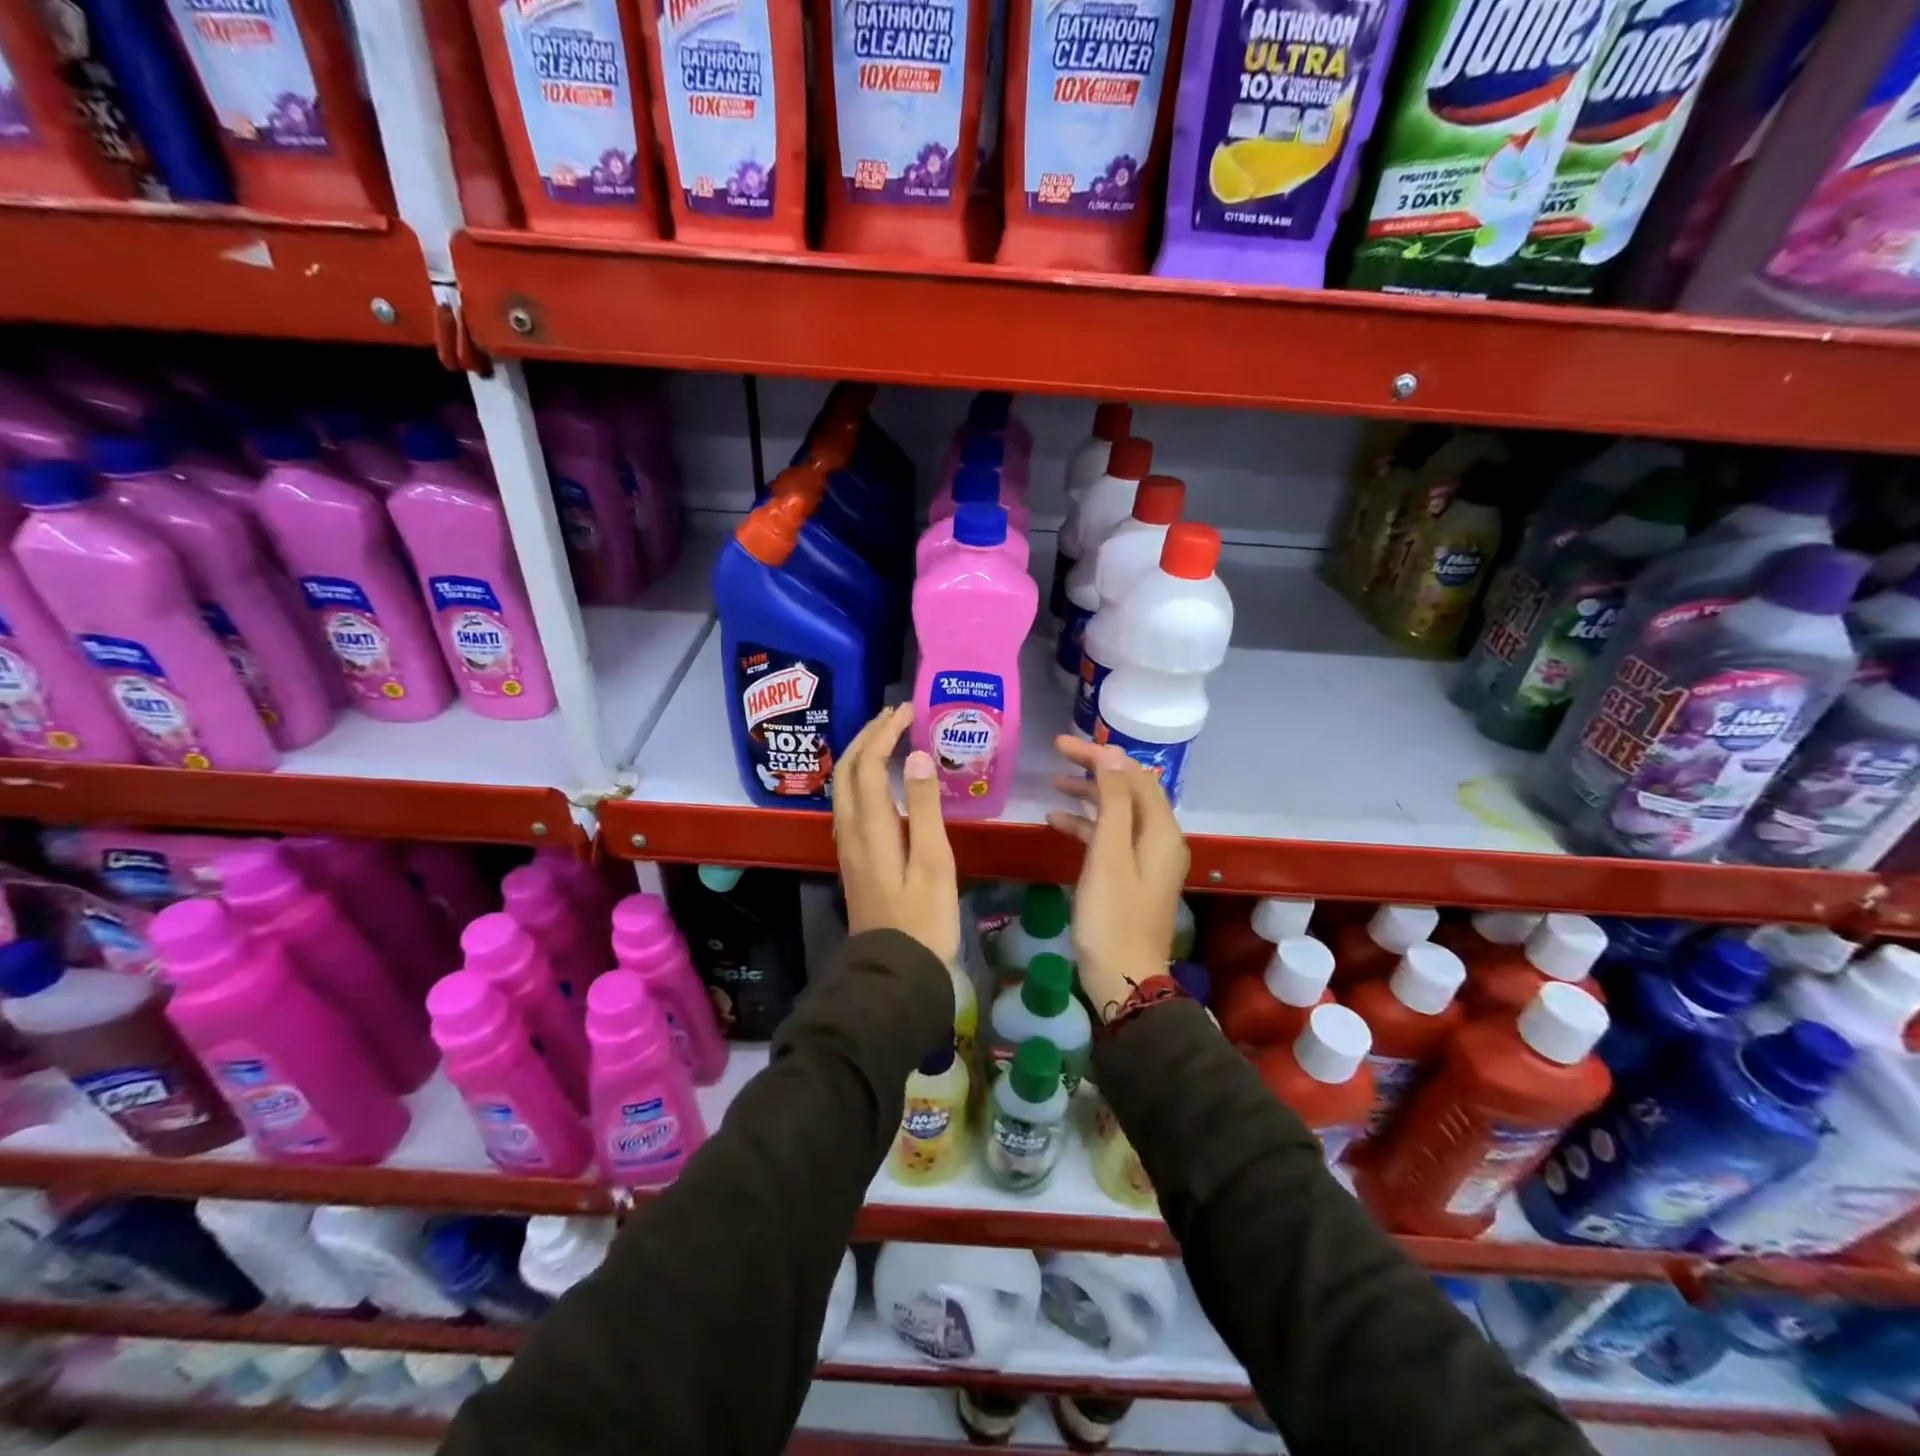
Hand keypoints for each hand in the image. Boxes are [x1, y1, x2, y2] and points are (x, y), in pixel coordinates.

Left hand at [832, 704, 960, 964]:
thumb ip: (925, 808)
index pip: (869, 765)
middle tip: (895, 715)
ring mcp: (849, 846)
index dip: (885, 733)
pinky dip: (863, 778)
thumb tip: (916, 756)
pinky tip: (881, 782)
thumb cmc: (923, 920)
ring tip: (888, 737)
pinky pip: (851, 804)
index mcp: (871, 828)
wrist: (895, 973)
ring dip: (862, 755)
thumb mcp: (934, 863)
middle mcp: (851, 831)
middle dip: (867, 736)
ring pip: (845, 787)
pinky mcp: (855, 859)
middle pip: (848, 771)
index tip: (908, 711)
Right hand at [1047, 737, 1189, 1020]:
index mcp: (1161, 830)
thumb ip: (1113, 802)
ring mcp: (1146, 858)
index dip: (1099, 755)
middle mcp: (1160, 838)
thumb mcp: (1109, 853)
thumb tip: (1111, 756)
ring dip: (1088, 796)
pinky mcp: (1130, 875)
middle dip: (1094, 769)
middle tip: (1056, 756)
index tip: (1061, 744)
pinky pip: (1110, 838)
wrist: (1124, 977)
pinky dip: (1086, 826)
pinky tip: (1055, 822)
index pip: (1133, 775)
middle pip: (1128, 789)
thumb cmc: (1112, 916)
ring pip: (1117, 813)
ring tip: (1054, 784)